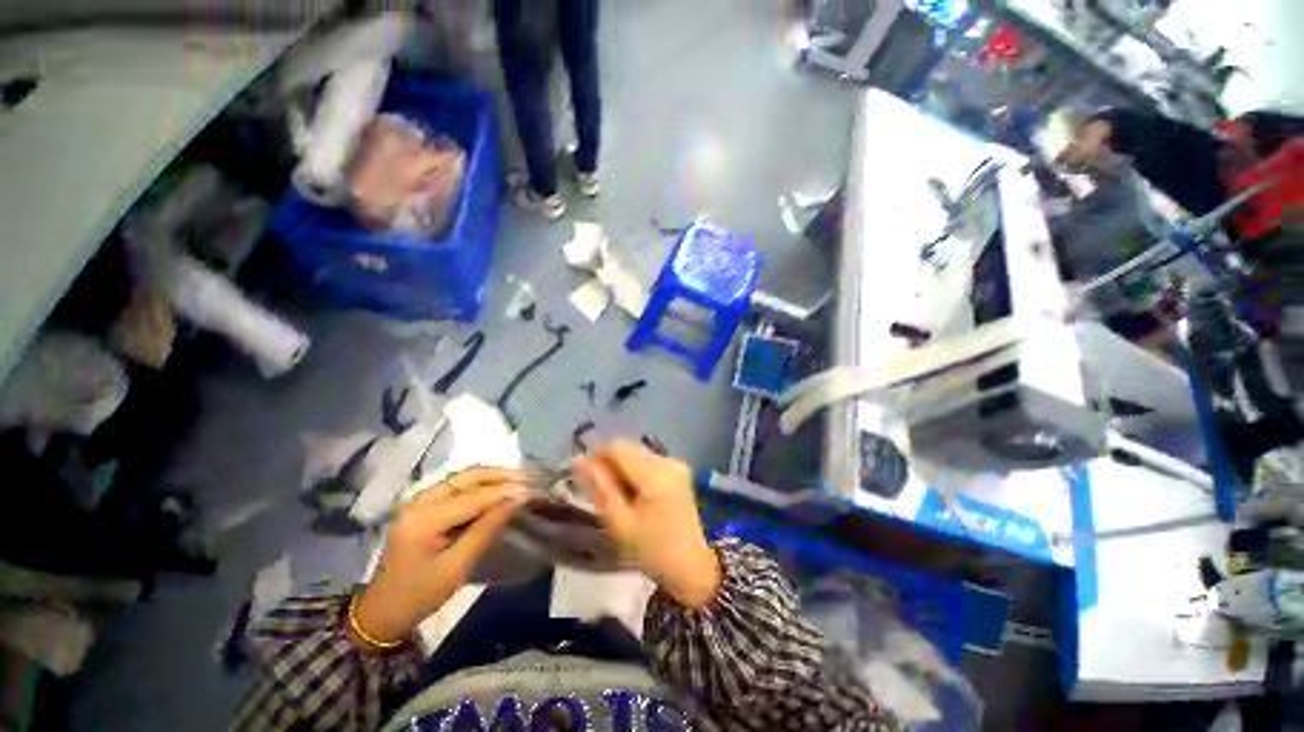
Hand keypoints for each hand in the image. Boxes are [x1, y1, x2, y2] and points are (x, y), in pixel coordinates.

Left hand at [354, 468, 528, 643]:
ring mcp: (418, 500)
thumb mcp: (457, 566)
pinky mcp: (421, 504)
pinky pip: (455, 486)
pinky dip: (479, 484)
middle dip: (500, 475)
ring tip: (518, 481)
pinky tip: (496, 489)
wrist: (382, 611)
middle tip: (528, 479)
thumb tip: (518, 500)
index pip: (474, 497)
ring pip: (462, 477)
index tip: (534, 489)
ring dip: (491, 476)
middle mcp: (419, 500)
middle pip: (466, 477)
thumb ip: (487, 529)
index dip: (506, 491)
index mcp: (424, 519)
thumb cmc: (420, 595)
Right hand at [575, 441, 720, 609]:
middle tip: (598, 491)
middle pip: (629, 448)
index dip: (597, 455)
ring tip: (617, 496)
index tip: (584, 475)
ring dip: (622, 469)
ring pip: (637, 454)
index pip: (618, 447)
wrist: (691, 565)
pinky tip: (633, 494)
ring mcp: (676, 463)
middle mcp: (667, 461)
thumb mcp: (619, 522)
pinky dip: (635, 473)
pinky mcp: (678, 469)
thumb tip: (579, 460)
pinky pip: (648, 462)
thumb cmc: (651, 549)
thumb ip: (600, 487)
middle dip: (609, 464)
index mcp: (655, 474)